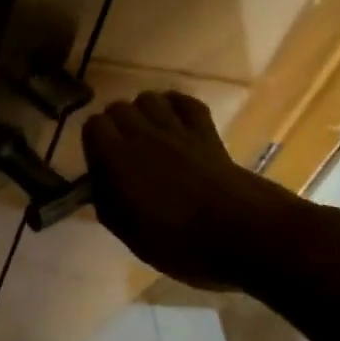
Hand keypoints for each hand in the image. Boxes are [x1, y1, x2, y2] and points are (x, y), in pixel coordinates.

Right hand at [81, 91, 306, 289]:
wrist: (247, 236)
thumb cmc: (180, 242)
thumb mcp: (130, 235)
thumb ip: (108, 205)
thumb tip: (100, 188)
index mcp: (115, 157)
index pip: (93, 125)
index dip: (94, 141)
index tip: (100, 162)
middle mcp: (141, 135)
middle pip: (118, 107)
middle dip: (116, 124)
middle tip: (122, 150)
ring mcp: (177, 130)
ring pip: (149, 98)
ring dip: (144, 111)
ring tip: (147, 133)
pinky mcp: (207, 133)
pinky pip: (186, 103)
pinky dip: (177, 106)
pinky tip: (176, 121)